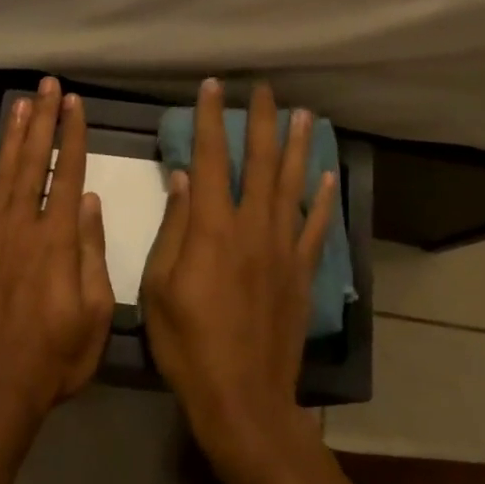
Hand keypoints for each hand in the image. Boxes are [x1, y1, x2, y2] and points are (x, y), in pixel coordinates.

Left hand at [0, 78, 113, 437]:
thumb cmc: (54, 358)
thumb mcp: (95, 314)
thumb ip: (92, 254)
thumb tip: (91, 203)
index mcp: (58, 243)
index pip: (68, 176)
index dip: (73, 137)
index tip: (75, 105)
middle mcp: (21, 229)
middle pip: (33, 164)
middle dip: (43, 122)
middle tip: (48, 86)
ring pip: (2, 175)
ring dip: (13, 136)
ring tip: (23, 102)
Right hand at [141, 79, 337, 473]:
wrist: (242, 395)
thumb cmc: (188, 343)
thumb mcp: (159, 287)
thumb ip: (174, 229)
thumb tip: (183, 179)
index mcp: (211, 229)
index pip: (208, 160)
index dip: (210, 120)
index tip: (213, 88)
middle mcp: (251, 227)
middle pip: (259, 163)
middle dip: (261, 123)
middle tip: (266, 91)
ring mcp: (282, 249)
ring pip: (292, 186)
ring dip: (297, 148)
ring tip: (305, 116)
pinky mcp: (301, 272)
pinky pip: (315, 227)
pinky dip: (321, 200)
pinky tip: (326, 177)